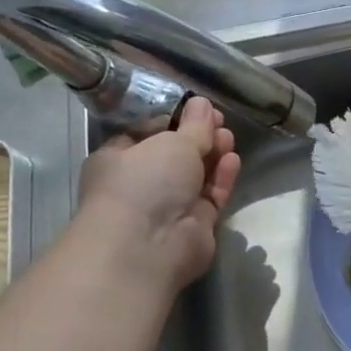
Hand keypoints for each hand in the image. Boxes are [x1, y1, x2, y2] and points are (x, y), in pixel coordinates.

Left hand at [74, 97, 239, 291]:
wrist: (147, 247)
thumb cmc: (145, 181)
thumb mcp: (172, 141)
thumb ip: (194, 124)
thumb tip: (202, 103)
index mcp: (119, 159)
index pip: (148, 133)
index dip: (176, 119)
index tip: (199, 108)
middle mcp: (141, 184)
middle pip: (176, 155)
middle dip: (200, 137)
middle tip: (220, 122)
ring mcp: (167, 207)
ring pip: (196, 175)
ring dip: (213, 155)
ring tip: (228, 138)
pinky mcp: (193, 226)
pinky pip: (211, 196)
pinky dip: (221, 178)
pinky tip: (232, 161)